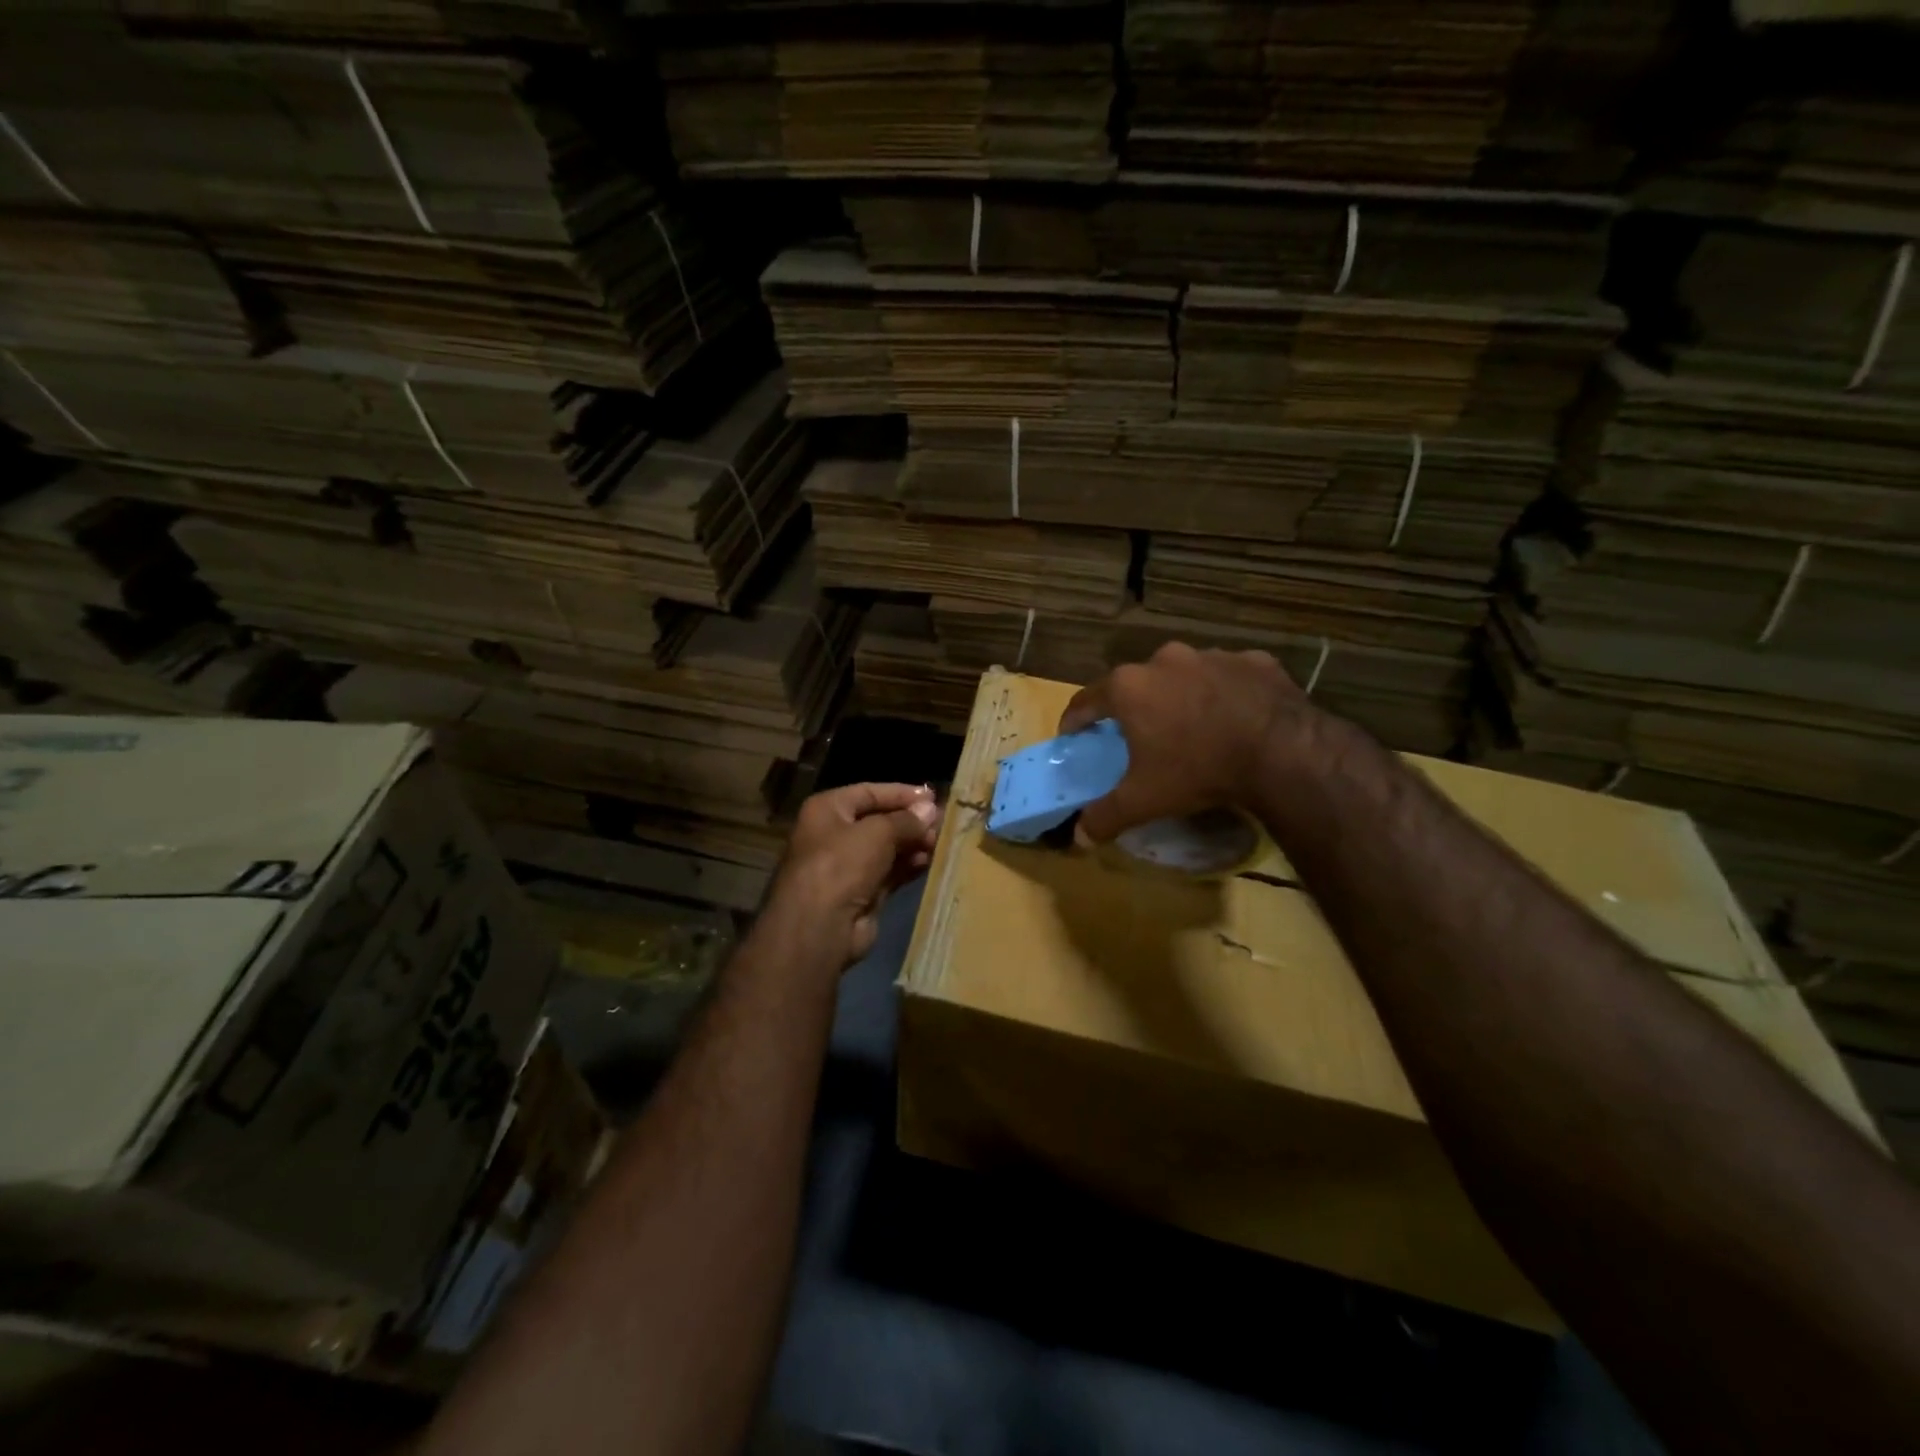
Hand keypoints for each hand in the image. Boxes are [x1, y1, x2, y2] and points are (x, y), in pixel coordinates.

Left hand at [764, 782, 941, 969]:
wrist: (820, 927)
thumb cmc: (842, 865)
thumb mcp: (878, 832)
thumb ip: (906, 820)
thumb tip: (931, 810)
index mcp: (827, 810)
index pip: (869, 792)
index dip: (901, 793)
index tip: (933, 797)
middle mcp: (834, 834)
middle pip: (879, 820)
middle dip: (911, 821)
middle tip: (943, 823)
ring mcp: (847, 866)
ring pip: (887, 848)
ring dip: (913, 844)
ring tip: (940, 842)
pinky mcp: (861, 893)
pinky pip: (890, 872)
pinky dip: (908, 866)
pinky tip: (930, 861)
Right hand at [1060, 642, 1310, 840]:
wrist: (1282, 752)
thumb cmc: (1198, 770)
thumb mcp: (1144, 800)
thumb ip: (1106, 816)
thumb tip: (1080, 837)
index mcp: (1130, 687)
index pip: (1087, 700)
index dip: (1076, 720)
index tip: (1073, 735)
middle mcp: (1165, 660)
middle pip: (1137, 684)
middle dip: (1133, 707)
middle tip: (1138, 735)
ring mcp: (1213, 656)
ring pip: (1185, 676)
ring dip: (1181, 697)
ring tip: (1192, 727)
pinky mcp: (1255, 661)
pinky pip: (1230, 677)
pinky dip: (1226, 693)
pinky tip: (1235, 718)